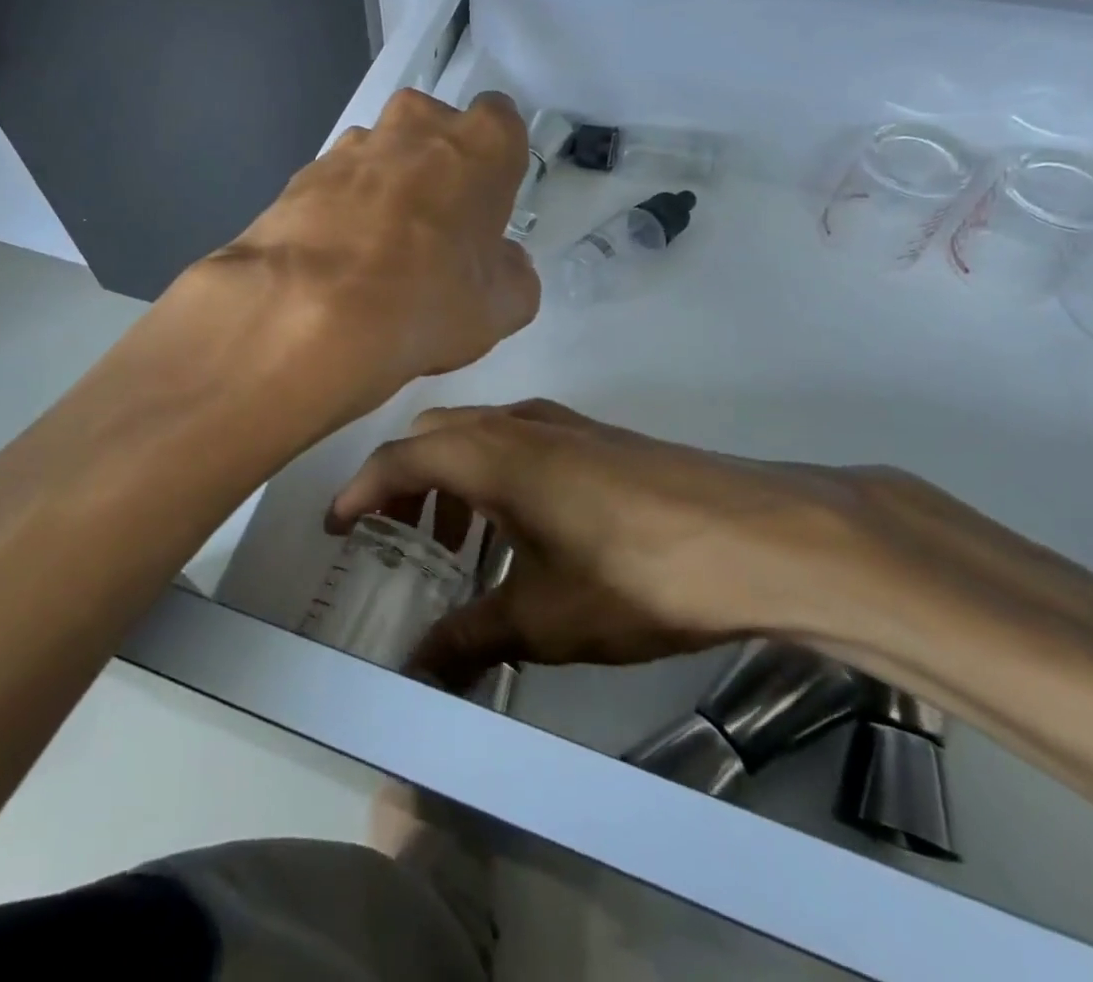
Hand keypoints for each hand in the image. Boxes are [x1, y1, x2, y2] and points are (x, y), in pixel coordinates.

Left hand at [206, 89, 539, 411]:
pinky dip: (340, 209)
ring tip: (375, 250)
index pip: (501, 121)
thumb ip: (513, 273)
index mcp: (479, 145)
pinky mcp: (302, 173)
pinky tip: (336, 258)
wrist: (309, 313)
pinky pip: (336, 183)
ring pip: (381, 153)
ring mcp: (352, 146)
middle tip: (434, 226)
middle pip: (435, 128)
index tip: (485, 201)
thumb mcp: (500, 307)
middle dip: (437, 165)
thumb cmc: (426, 299)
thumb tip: (502, 262)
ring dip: (385, 185)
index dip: (494, 161)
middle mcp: (416, 127)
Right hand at [326, 400, 924, 689]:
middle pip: (436, 433)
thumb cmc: (634, 573)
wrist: (756, 536)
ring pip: (481, 432)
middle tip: (396, 533)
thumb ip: (470, 639)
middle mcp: (519, 422)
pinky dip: (496, 470)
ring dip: (453, 473)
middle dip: (404, 479)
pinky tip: (522, 524)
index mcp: (490, 454)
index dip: (360, 490)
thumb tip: (418, 670)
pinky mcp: (599, 436)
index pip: (400, 458)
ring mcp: (564, 422)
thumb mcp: (543, 618)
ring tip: (458, 536)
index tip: (336, 526)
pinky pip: (522, 439)